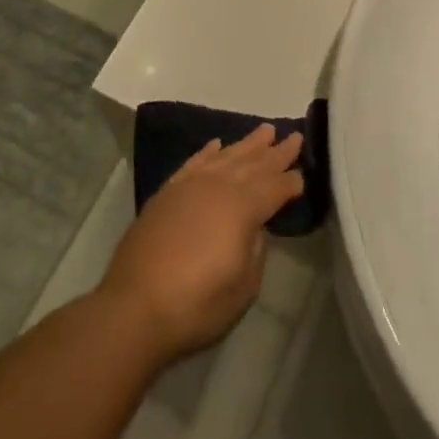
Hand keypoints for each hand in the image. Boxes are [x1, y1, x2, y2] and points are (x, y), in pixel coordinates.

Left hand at [98, 125, 304, 359]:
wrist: (134, 308)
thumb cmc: (197, 304)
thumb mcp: (244, 286)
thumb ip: (256, 249)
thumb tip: (256, 226)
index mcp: (242, 207)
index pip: (275, 187)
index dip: (291, 182)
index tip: (304, 176)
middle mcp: (218, 186)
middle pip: (253, 164)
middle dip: (276, 152)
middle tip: (295, 136)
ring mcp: (190, 186)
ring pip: (226, 156)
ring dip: (247, 144)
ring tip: (265, 130)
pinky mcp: (167, 193)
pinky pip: (194, 162)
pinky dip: (208, 151)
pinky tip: (217, 144)